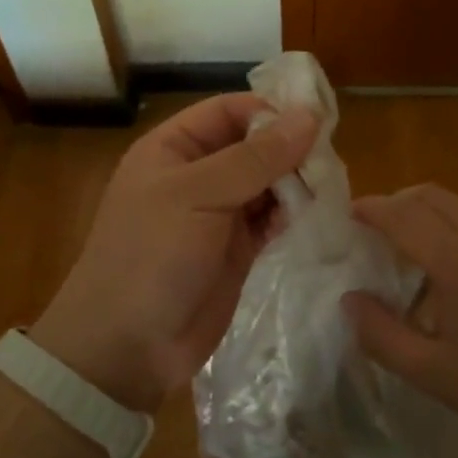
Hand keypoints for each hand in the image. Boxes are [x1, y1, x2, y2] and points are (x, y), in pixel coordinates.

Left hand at [31, 94, 318, 413]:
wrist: (128, 346)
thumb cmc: (151, 256)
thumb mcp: (198, 196)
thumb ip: (255, 158)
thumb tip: (308, 117)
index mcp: (173, 149)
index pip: (228, 111)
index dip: (268, 111)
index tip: (314, 121)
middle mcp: (197, 175)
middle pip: (253, 146)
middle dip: (288, 150)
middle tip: (329, 161)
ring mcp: (218, 214)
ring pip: (267, 183)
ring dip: (296, 183)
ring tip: (328, 188)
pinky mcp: (238, 250)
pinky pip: (272, 219)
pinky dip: (293, 215)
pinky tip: (317, 215)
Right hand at [343, 184, 457, 448]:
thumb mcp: (434, 374)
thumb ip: (382, 335)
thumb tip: (350, 300)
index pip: (404, 215)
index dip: (372, 209)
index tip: (348, 214)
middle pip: (433, 196)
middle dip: (398, 202)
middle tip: (374, 229)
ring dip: (428, 214)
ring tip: (410, 251)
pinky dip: (456, 230)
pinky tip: (455, 275)